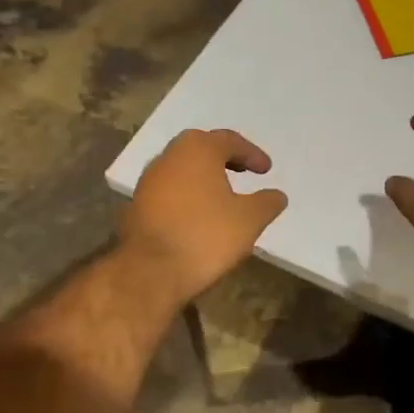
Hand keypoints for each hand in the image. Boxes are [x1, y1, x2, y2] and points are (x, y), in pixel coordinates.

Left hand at [121, 129, 288, 305]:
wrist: (149, 271)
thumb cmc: (205, 236)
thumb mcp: (250, 220)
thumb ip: (267, 202)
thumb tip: (276, 195)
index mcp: (198, 150)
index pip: (230, 140)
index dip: (252, 154)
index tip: (266, 170)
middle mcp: (169, 156)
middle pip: (201, 148)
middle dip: (224, 157)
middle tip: (243, 171)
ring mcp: (148, 180)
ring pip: (182, 168)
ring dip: (204, 176)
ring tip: (222, 195)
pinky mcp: (137, 204)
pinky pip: (169, 190)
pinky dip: (187, 194)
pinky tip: (199, 214)